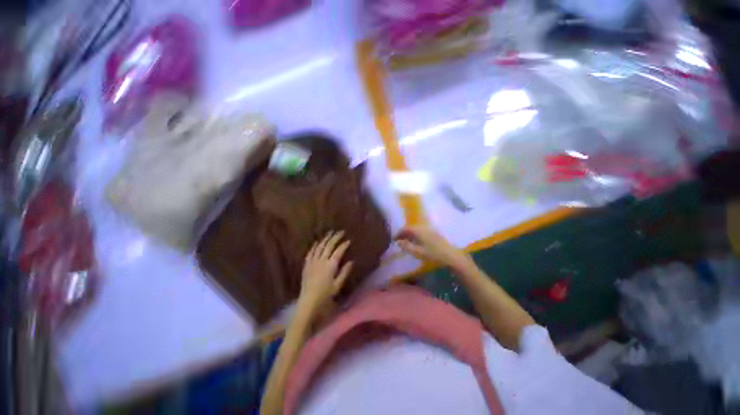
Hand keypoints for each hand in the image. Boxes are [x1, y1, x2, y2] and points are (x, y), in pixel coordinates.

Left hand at [299, 231, 353, 312]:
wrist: (308, 301)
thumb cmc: (325, 294)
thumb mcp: (338, 285)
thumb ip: (344, 272)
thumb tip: (352, 261)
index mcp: (331, 265)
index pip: (339, 251)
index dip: (344, 245)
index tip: (348, 240)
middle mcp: (322, 260)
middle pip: (329, 245)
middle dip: (336, 237)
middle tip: (341, 231)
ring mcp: (313, 261)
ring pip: (320, 246)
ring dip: (325, 238)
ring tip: (330, 232)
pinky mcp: (307, 264)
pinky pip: (310, 252)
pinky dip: (314, 246)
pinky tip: (317, 242)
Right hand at [396, 225, 470, 268]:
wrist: (451, 255)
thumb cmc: (433, 254)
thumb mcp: (417, 252)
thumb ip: (406, 246)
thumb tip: (397, 242)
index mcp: (418, 230)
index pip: (405, 229)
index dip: (398, 233)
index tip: (393, 239)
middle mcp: (423, 227)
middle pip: (410, 228)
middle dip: (403, 233)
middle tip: (399, 240)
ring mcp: (430, 229)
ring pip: (416, 229)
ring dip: (410, 234)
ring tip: (406, 241)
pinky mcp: (434, 232)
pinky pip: (421, 230)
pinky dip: (416, 234)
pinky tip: (416, 241)